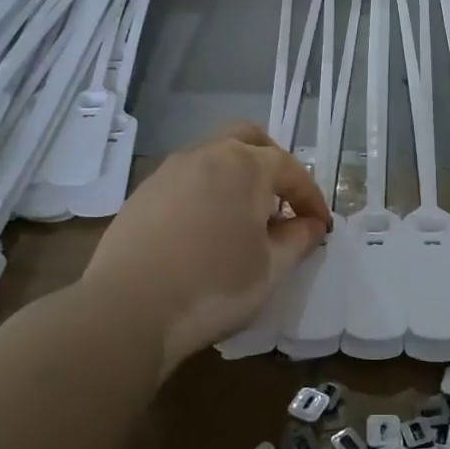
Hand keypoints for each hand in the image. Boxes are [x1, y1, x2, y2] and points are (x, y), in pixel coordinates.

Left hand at [79, 124, 331, 377]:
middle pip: (247, 139)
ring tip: (243, 219)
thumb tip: (310, 224)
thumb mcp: (272, 269)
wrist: (128, 309)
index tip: (321, 227)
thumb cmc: (215, 286)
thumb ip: (298, 240)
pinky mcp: (142, 193)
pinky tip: (204, 230)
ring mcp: (169, 171)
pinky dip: (206, 193)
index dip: (311, 198)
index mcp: (245, 165)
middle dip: (272, 163)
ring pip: (213, 157)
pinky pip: (186, 180)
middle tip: (282, 201)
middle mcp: (206, 155)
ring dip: (236, 177)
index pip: (290, 169)